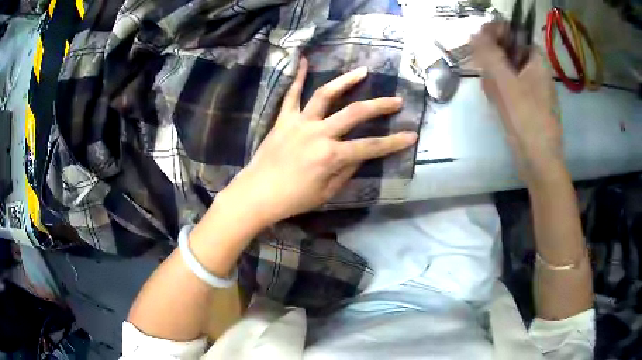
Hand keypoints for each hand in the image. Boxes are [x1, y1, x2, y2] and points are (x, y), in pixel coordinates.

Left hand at [216, 58, 416, 227]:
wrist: (256, 194)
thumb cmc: (293, 199)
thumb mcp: (326, 192)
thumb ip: (347, 171)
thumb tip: (360, 154)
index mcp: (331, 155)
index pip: (371, 146)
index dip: (394, 142)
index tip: (411, 135)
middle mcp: (319, 133)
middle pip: (355, 113)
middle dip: (379, 106)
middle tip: (396, 100)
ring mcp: (300, 122)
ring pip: (326, 95)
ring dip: (346, 81)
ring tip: (363, 71)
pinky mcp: (283, 119)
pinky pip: (291, 95)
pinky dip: (298, 77)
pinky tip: (304, 60)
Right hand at [471, 22, 564, 185]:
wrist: (539, 162)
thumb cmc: (528, 121)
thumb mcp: (508, 84)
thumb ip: (491, 55)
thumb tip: (475, 34)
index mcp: (536, 62)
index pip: (514, 34)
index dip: (496, 33)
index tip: (480, 43)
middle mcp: (534, 71)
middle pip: (506, 53)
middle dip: (493, 63)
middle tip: (489, 78)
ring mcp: (529, 87)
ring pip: (503, 71)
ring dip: (494, 80)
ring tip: (495, 97)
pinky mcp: (523, 102)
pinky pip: (505, 88)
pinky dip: (498, 93)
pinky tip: (497, 105)